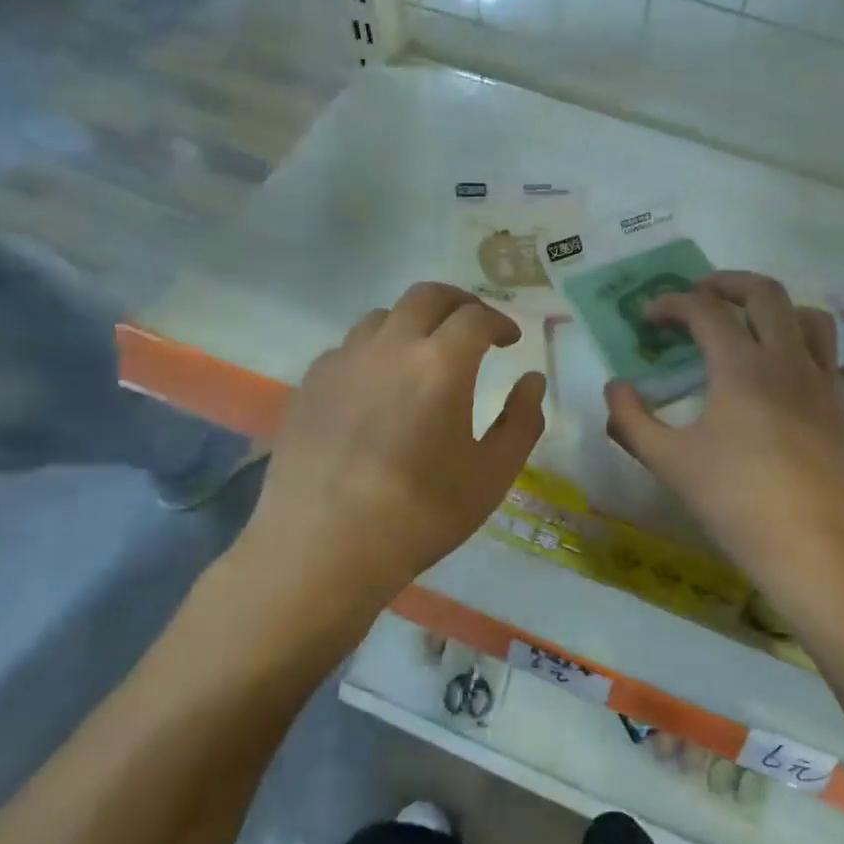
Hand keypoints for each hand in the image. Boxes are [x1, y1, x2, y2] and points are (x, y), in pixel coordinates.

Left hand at [232, 283, 546, 636]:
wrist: (323, 547)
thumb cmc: (420, 514)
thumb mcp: (492, 475)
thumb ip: (522, 421)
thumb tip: (532, 381)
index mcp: (441, 363)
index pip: (477, 317)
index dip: (500, 322)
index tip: (510, 340)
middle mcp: (391, 346)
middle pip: (427, 296)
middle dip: (459, 303)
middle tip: (475, 325)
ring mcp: (344, 360)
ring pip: (383, 316)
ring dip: (414, 322)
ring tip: (425, 352)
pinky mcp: (311, 383)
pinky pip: (350, 347)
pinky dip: (376, 350)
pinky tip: (378, 385)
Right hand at [604, 271, 843, 593]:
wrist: (815, 545)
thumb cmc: (735, 502)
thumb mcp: (669, 463)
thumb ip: (632, 420)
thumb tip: (615, 388)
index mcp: (741, 365)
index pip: (704, 310)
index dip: (671, 304)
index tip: (649, 316)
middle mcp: (785, 358)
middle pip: (763, 292)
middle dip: (725, 282)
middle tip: (697, 293)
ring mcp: (819, 379)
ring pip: (804, 313)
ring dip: (771, 305)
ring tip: (745, 321)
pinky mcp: (838, 403)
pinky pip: (824, 349)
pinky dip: (797, 337)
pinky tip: (777, 368)